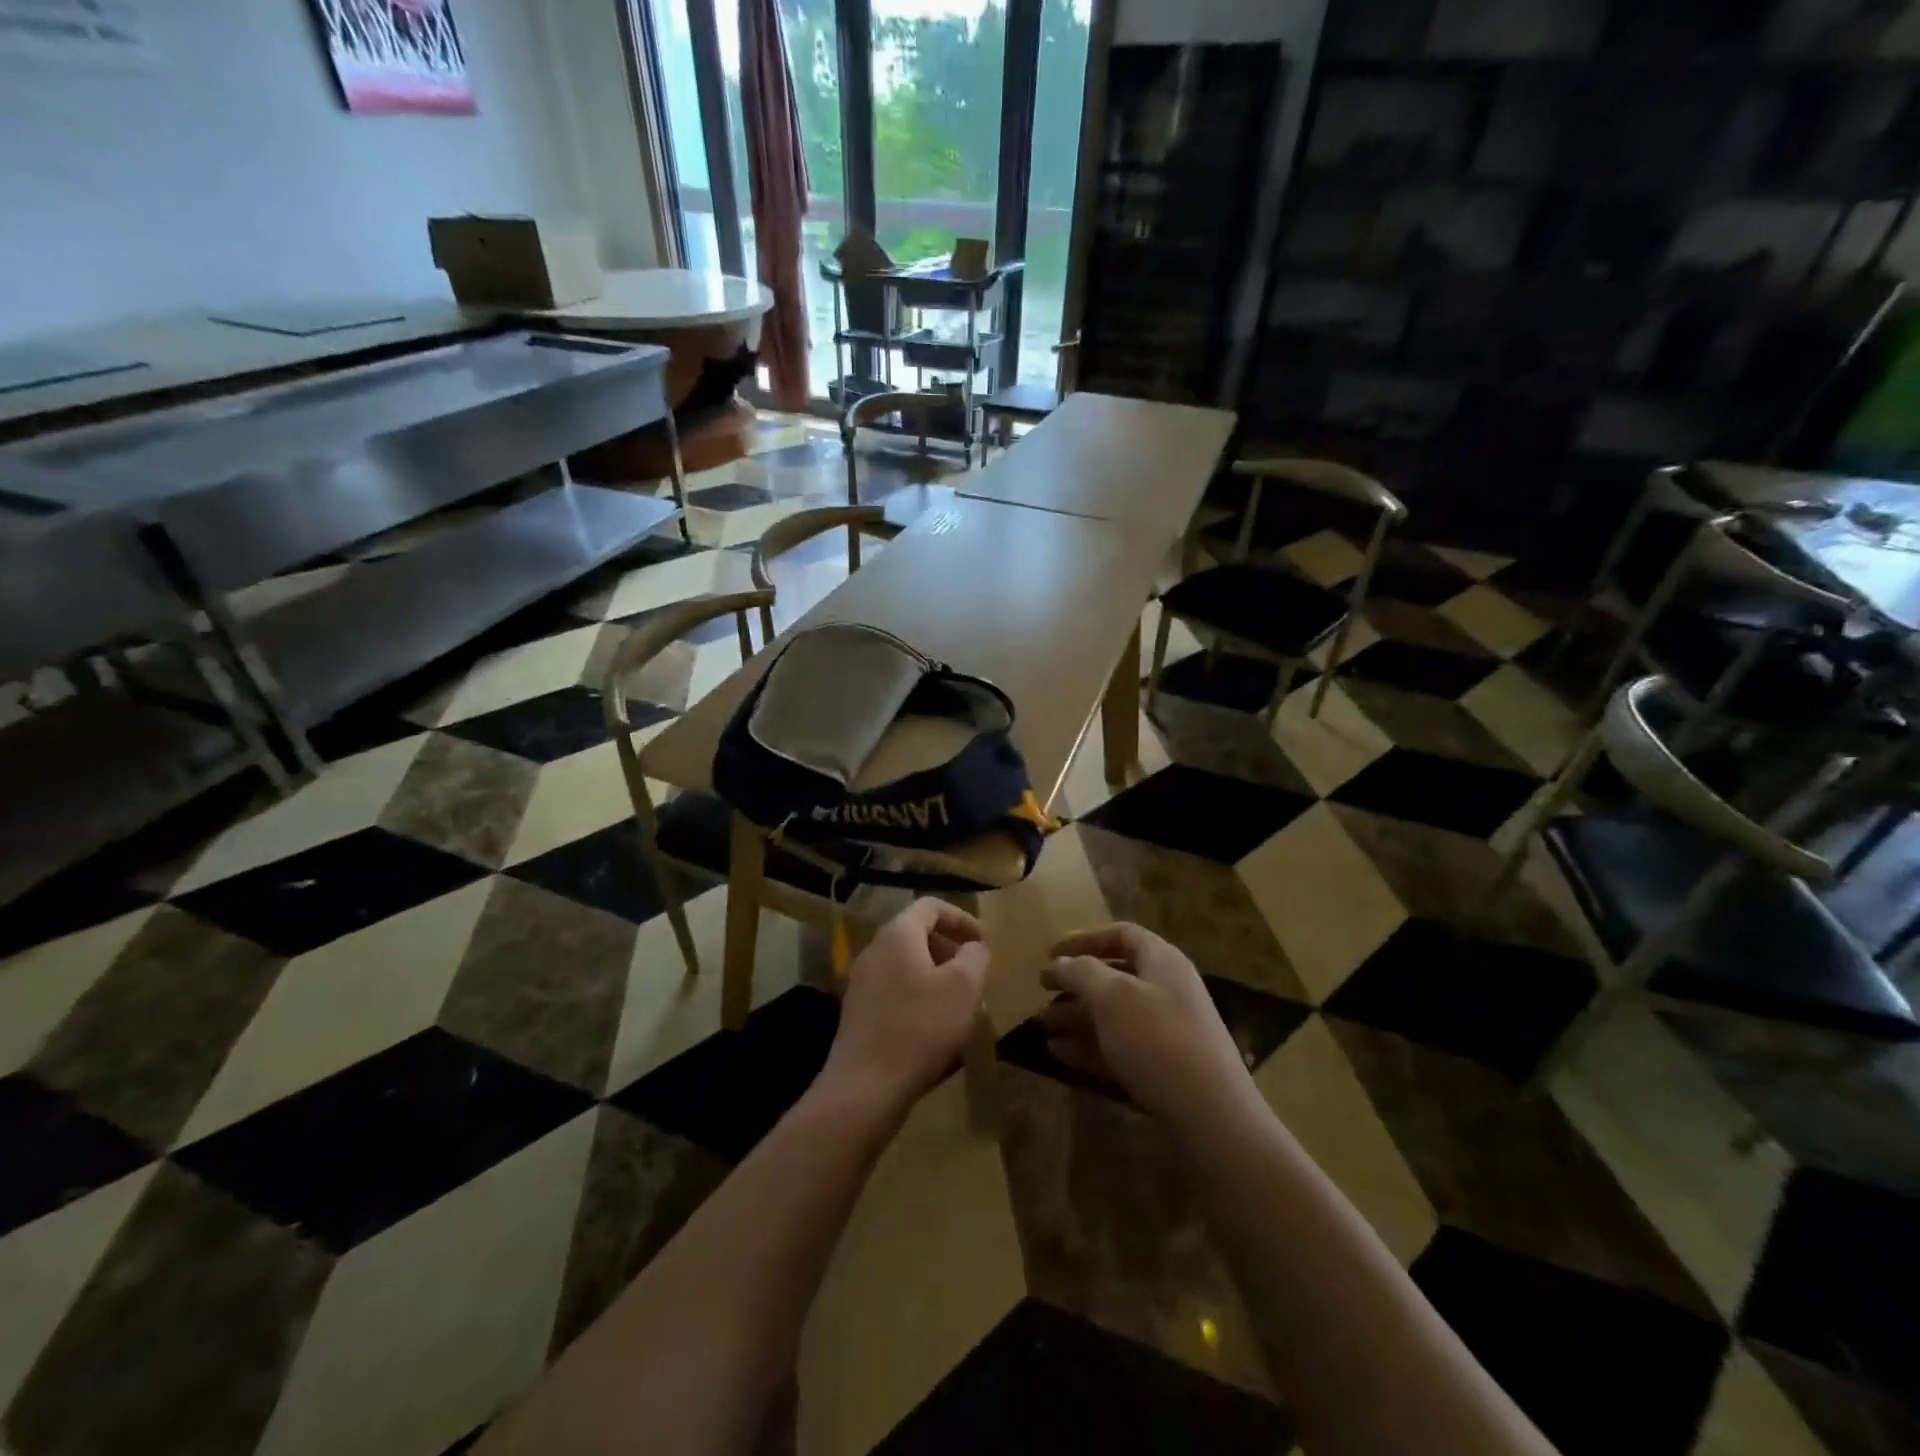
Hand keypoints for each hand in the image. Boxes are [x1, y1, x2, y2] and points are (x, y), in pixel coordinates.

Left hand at [819, 898, 990, 1114]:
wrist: (865, 1088)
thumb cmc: (920, 1028)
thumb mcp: (963, 988)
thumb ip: (975, 957)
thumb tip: (974, 947)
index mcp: (898, 935)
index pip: (930, 906)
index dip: (961, 918)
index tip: (983, 943)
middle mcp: (875, 950)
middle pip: (917, 934)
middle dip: (950, 949)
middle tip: (974, 974)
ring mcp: (862, 982)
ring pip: (907, 965)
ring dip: (936, 976)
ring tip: (959, 1004)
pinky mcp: (859, 1012)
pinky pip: (895, 990)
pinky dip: (919, 997)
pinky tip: (935, 1028)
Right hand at [1041, 923, 1255, 1124]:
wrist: (1212, 1117)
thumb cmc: (1157, 1040)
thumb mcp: (1112, 997)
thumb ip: (1082, 973)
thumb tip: (1061, 962)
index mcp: (1162, 961)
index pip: (1121, 934)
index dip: (1084, 939)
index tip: (1050, 953)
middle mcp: (1167, 990)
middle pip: (1115, 976)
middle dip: (1076, 984)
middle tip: (1041, 993)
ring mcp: (1167, 1031)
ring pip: (1114, 1015)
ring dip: (1076, 1018)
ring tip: (1042, 1028)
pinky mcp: (1163, 1068)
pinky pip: (1119, 1048)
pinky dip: (1089, 1047)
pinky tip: (1059, 1054)